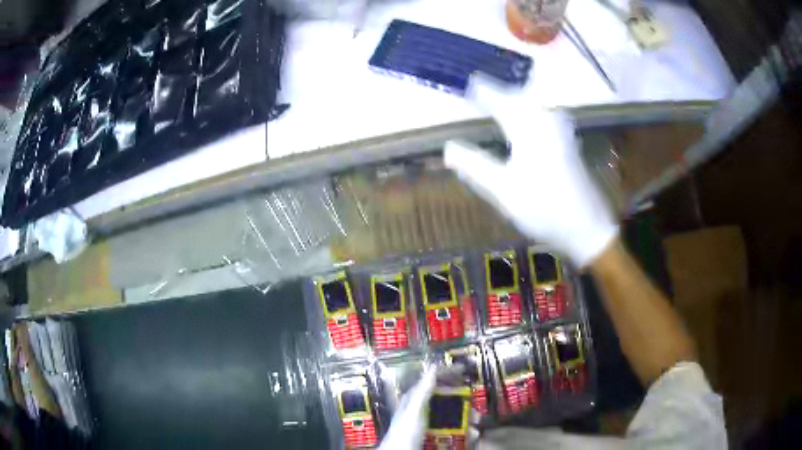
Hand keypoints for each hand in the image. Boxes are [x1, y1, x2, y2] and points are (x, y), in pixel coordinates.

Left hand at [378, 365, 475, 449]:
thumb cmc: (405, 432)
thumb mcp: (414, 409)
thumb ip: (423, 390)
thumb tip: (433, 367)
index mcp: (415, 398)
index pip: (432, 380)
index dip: (447, 373)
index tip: (464, 370)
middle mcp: (423, 409)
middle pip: (447, 398)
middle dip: (464, 401)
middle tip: (475, 405)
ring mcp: (429, 423)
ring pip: (453, 415)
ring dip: (467, 418)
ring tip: (475, 423)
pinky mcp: (434, 435)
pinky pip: (454, 430)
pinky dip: (465, 431)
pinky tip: (471, 435)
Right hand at [444, 76, 618, 266]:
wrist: (588, 227)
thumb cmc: (544, 208)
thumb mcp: (502, 190)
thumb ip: (474, 166)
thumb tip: (447, 148)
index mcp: (528, 127)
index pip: (498, 100)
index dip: (480, 92)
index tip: (465, 84)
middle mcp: (546, 121)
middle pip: (517, 98)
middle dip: (497, 93)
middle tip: (478, 92)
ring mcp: (560, 132)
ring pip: (532, 106)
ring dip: (513, 102)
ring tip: (497, 104)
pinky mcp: (567, 143)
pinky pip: (542, 116)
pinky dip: (527, 114)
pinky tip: (524, 123)